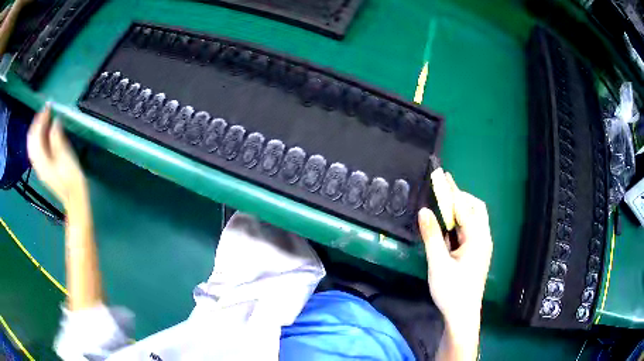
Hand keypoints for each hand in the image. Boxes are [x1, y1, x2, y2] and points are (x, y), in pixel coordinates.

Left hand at [27, 104, 87, 210]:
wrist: (74, 199)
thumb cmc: (71, 178)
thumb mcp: (65, 156)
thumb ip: (57, 138)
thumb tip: (55, 121)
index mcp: (41, 160)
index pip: (36, 136)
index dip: (40, 119)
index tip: (48, 106)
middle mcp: (37, 163)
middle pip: (31, 139)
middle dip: (37, 122)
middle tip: (46, 110)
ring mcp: (39, 166)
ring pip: (33, 144)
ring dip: (37, 129)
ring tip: (45, 118)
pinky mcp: (43, 168)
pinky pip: (36, 149)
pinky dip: (39, 137)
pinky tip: (45, 132)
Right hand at [418, 173, 491, 333]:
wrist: (462, 315)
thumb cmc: (452, 291)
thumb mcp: (438, 264)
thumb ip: (432, 236)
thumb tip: (424, 211)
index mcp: (478, 238)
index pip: (466, 208)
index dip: (453, 192)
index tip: (442, 177)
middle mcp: (483, 238)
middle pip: (476, 209)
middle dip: (460, 198)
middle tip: (442, 192)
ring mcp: (481, 246)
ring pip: (473, 220)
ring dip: (459, 210)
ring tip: (443, 204)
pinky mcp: (476, 253)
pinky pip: (469, 231)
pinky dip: (458, 223)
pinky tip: (447, 227)